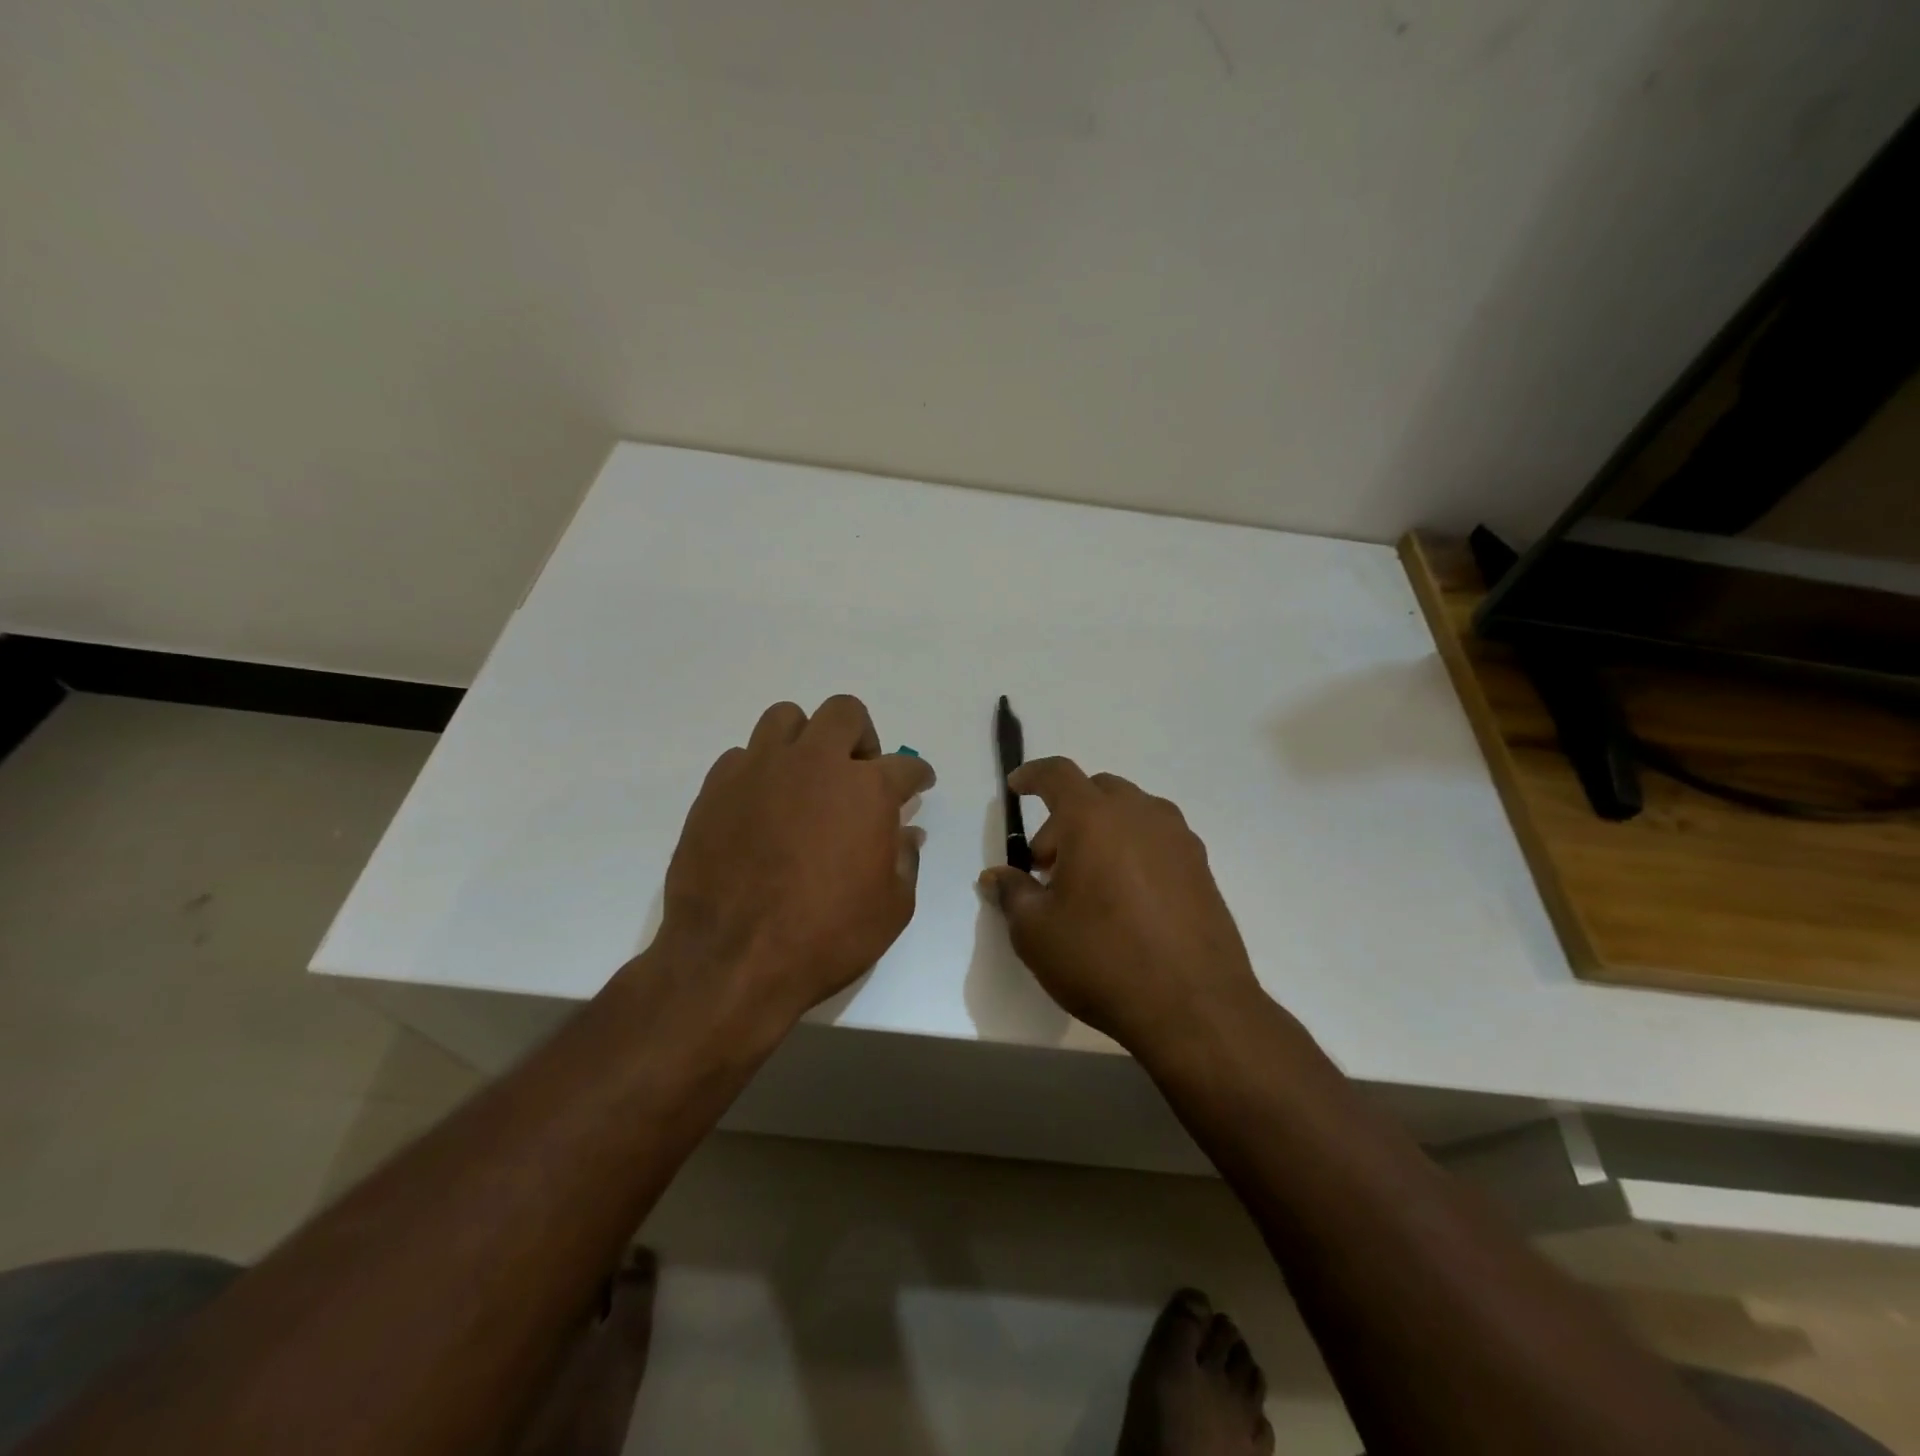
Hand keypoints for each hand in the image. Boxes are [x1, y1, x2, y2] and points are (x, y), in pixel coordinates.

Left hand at [657, 695, 933, 1029]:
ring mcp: (761, 770)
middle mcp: (815, 764)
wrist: (732, 960)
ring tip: (806, 777)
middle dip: (861, 736)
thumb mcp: (891, 909)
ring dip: (805, 739)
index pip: (906, 766)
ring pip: (786, 718)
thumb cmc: (826, 937)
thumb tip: (905, 832)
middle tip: (859, 772)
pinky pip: (743, 756)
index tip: (918, 784)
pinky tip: (762, 806)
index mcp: (867, 789)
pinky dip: (761, 771)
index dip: (918, 775)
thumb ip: (904, 859)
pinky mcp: (717, 787)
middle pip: (844, 713)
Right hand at [979, 758, 1263, 1055]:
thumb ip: (1012, 893)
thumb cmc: (1102, 959)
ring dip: (1101, 830)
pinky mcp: (1201, 867)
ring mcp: (1178, 839)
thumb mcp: (1036, 932)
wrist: (1194, 1006)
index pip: (1057, 774)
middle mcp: (1140, 814)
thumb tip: (996, 877)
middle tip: (1048, 864)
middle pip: (1095, 791)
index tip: (1016, 786)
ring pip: (1130, 813)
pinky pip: (1156, 839)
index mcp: (1094, 818)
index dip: (1032, 775)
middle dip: (1064, 816)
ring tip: (1088, 881)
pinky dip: (1132, 848)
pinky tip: (1125, 897)